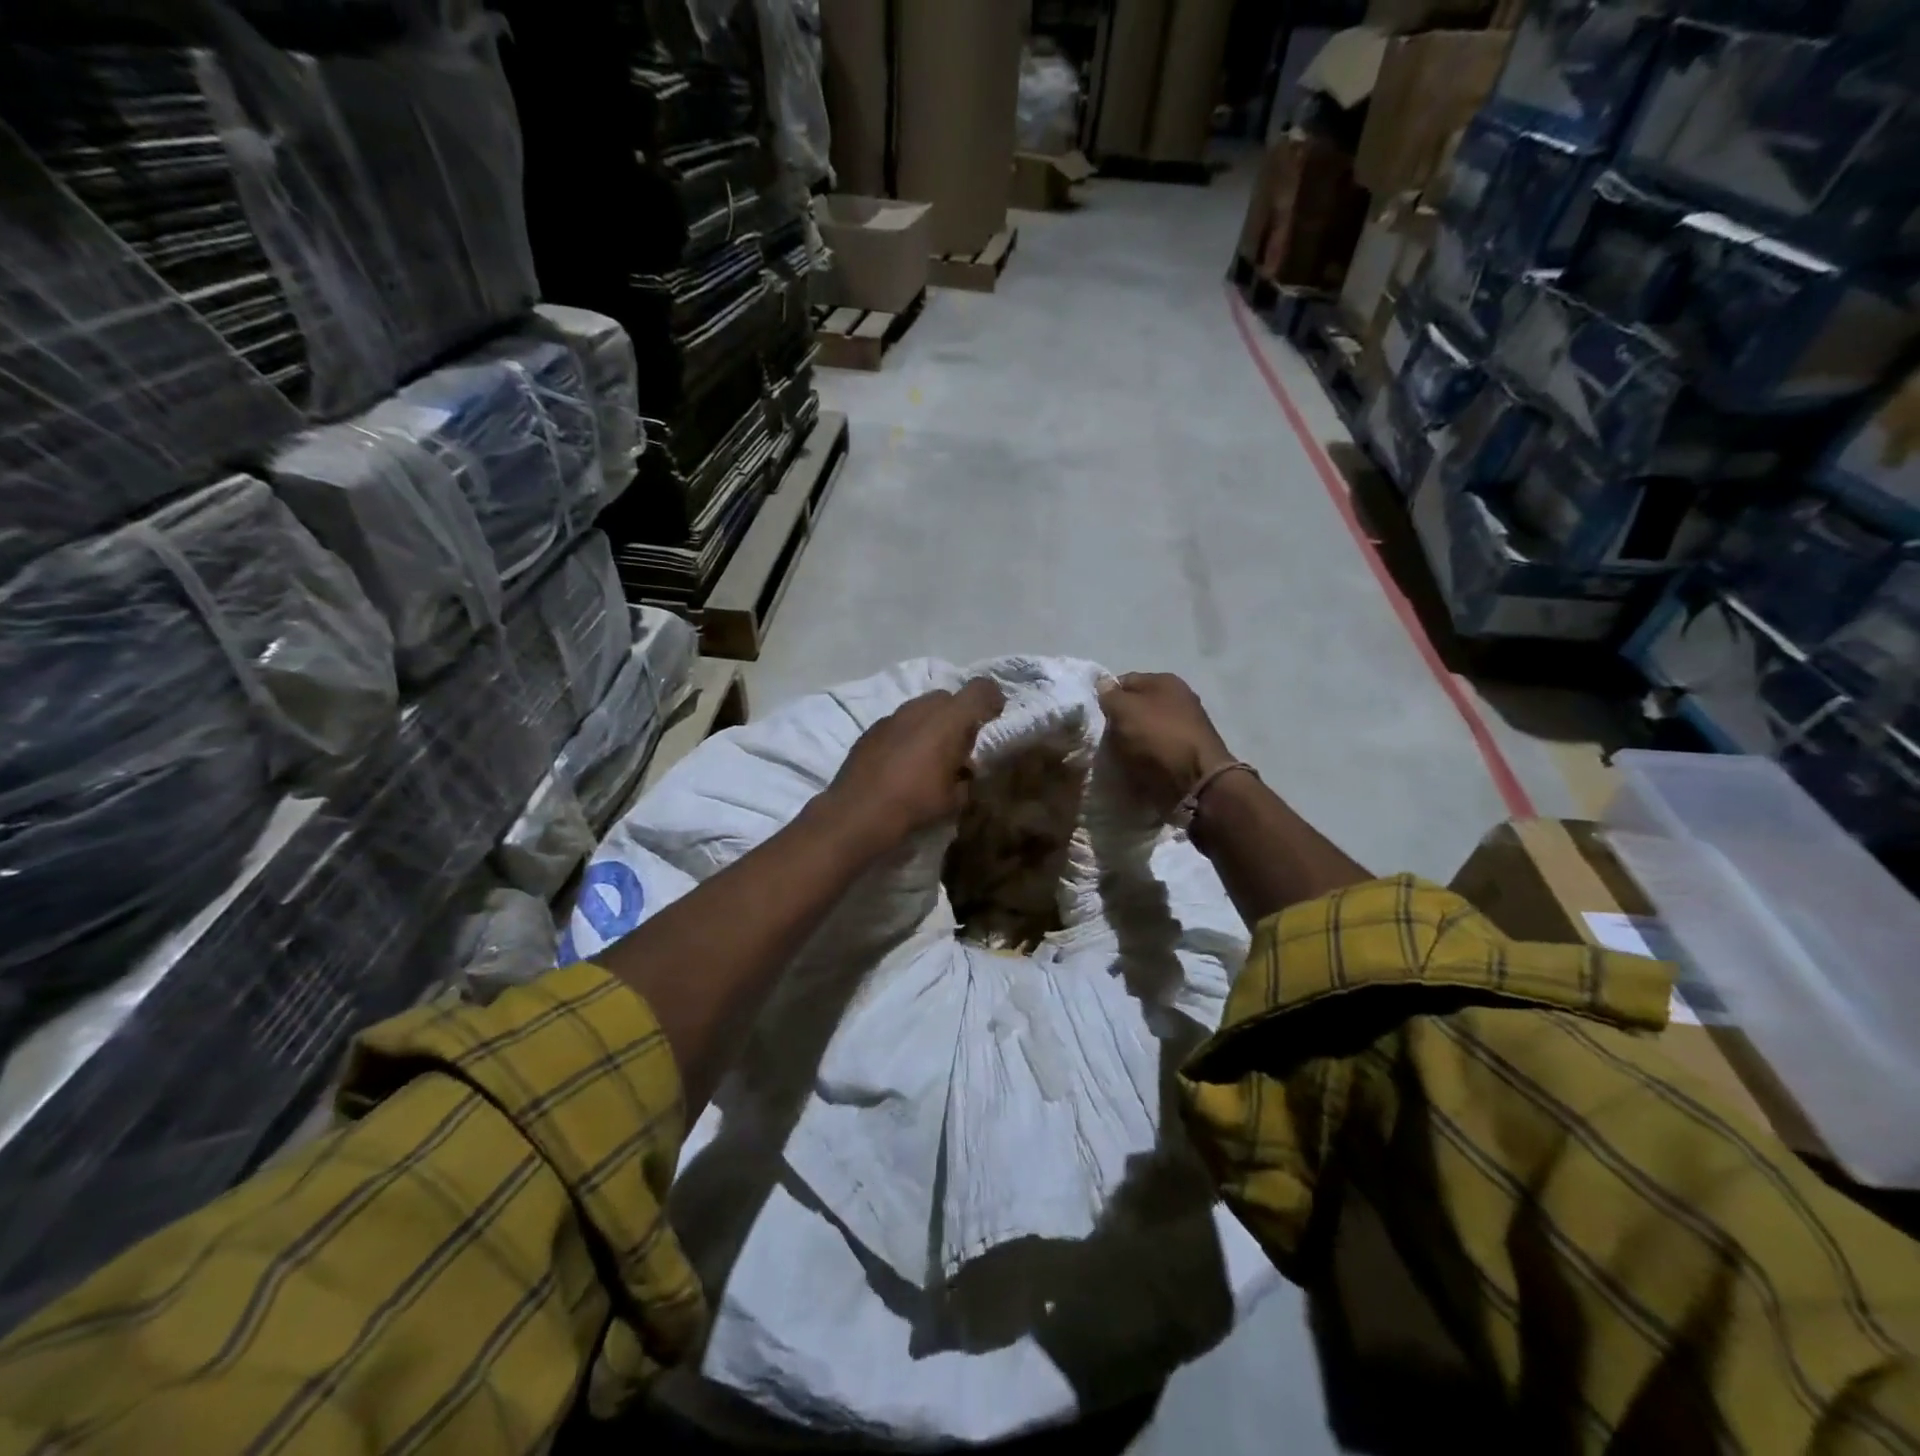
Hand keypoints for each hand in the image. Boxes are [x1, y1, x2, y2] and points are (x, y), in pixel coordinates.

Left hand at [814, 679, 1006, 857]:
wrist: (857, 812)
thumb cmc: (914, 804)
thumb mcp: (954, 799)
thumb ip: (966, 778)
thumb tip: (964, 773)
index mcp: (948, 720)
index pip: (980, 690)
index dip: (992, 699)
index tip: (995, 718)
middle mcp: (920, 709)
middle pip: (948, 698)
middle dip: (958, 716)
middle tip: (960, 745)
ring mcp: (892, 717)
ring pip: (920, 709)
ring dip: (931, 725)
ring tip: (930, 756)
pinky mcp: (871, 730)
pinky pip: (899, 723)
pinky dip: (907, 735)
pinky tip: (902, 763)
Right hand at [1098, 672, 1236, 819]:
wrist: (1196, 782)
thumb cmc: (1158, 738)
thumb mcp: (1125, 710)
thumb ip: (1110, 695)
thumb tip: (1102, 684)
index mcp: (1165, 682)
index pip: (1124, 681)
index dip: (1105, 696)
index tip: (1092, 716)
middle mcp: (1178, 699)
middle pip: (1135, 707)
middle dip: (1117, 722)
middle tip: (1100, 738)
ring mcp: (1184, 727)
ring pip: (1143, 731)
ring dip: (1128, 743)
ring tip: (1113, 756)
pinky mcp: (1185, 753)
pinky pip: (1154, 751)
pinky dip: (1142, 759)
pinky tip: (1131, 768)